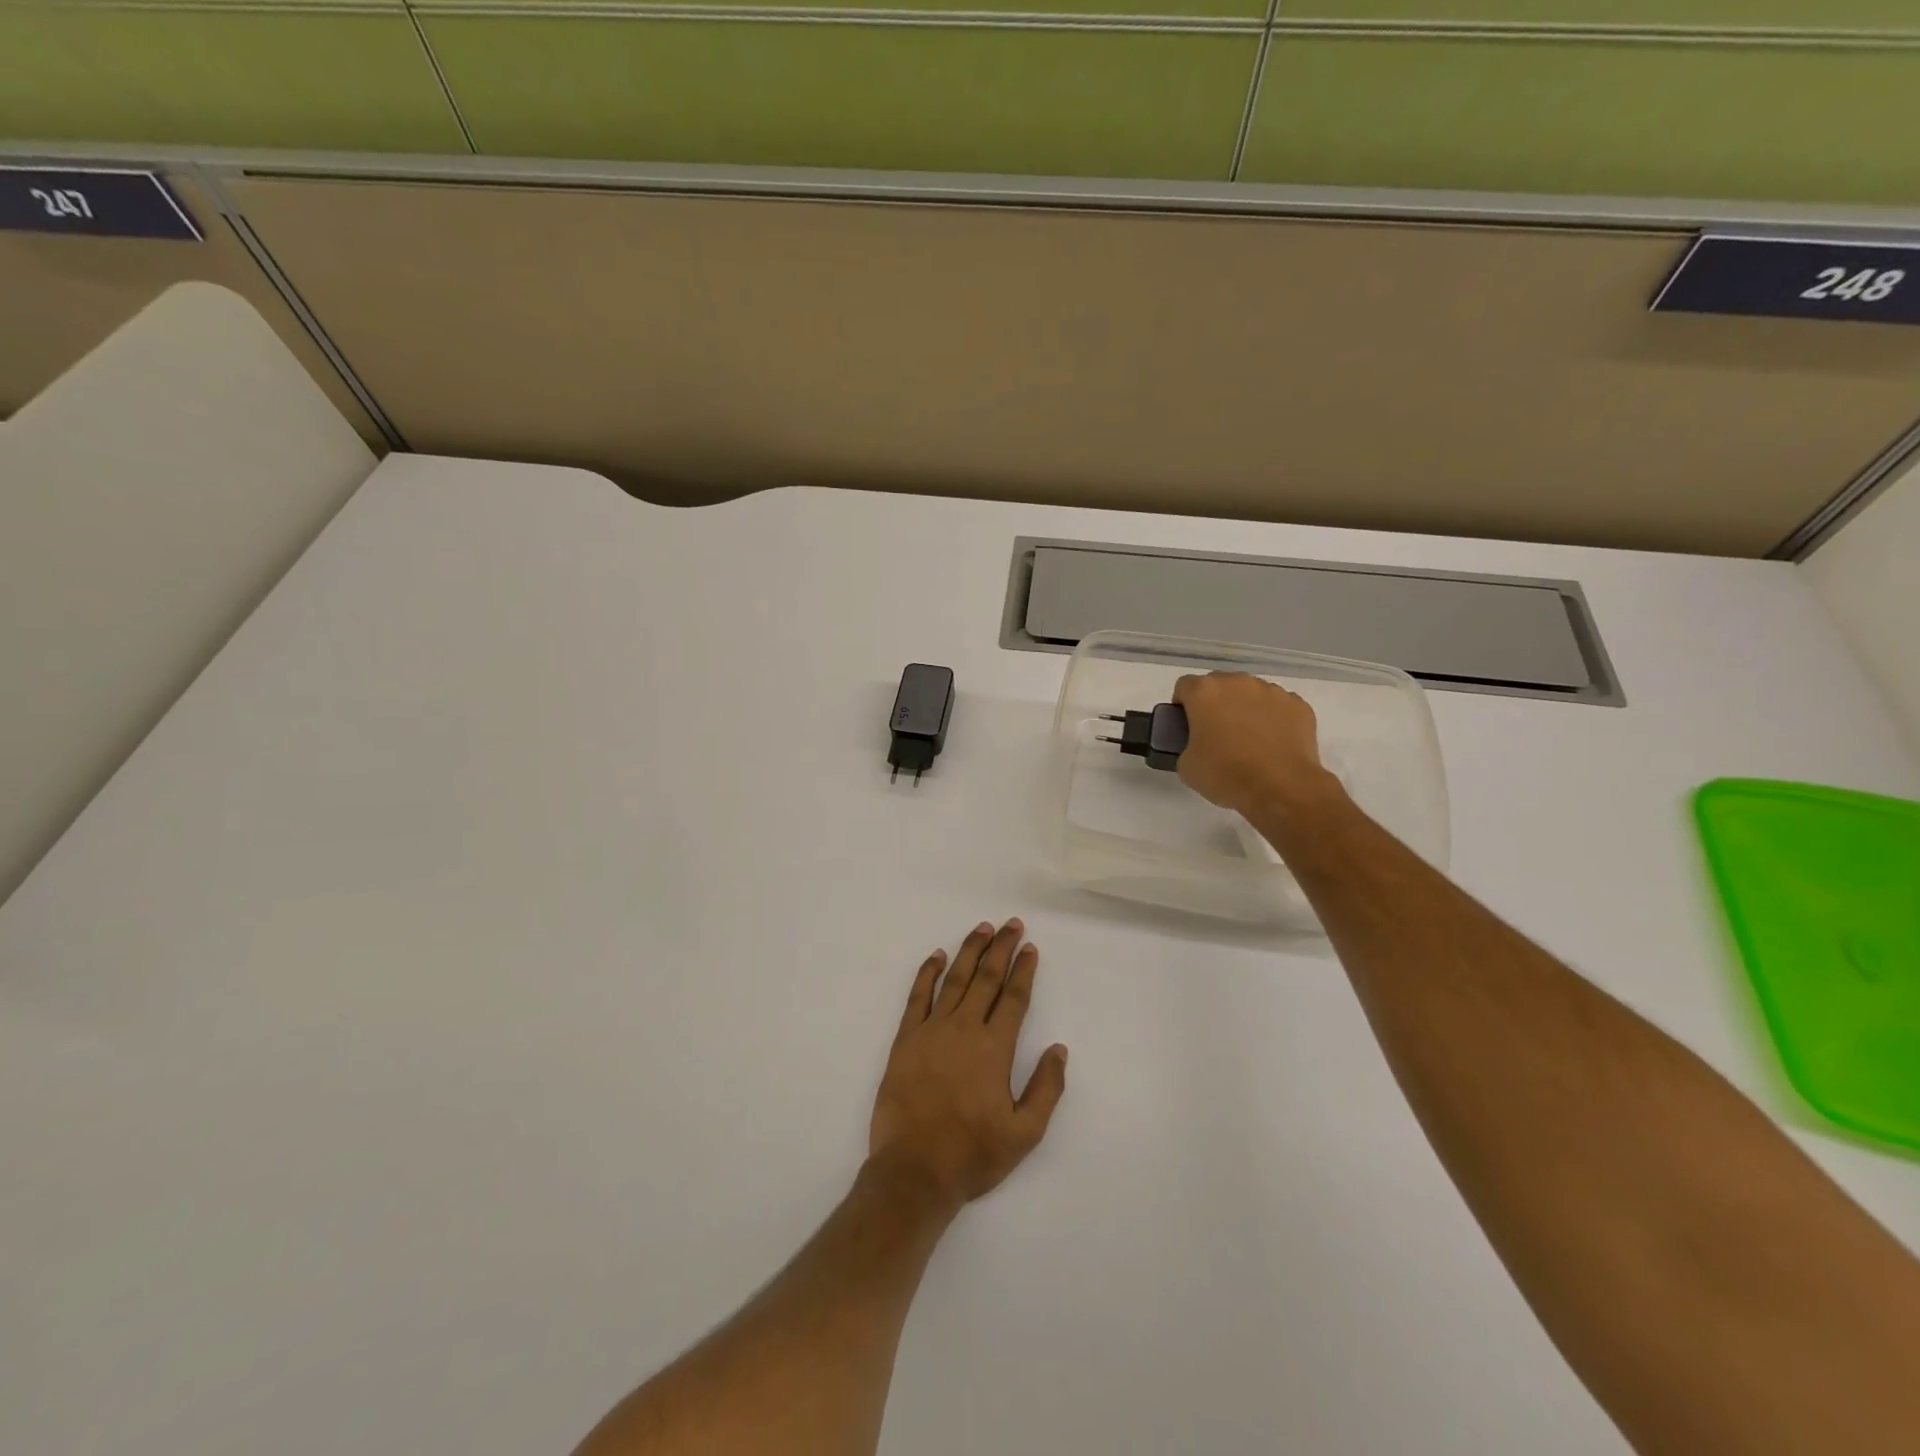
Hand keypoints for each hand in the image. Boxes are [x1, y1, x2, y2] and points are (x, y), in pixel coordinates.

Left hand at [869, 919, 1067, 1210]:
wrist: (914, 1171)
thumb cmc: (973, 1154)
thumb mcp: (1024, 1133)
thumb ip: (1046, 1088)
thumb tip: (1059, 1049)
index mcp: (995, 1048)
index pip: (1014, 997)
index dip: (1024, 970)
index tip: (1030, 947)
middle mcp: (965, 1029)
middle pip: (987, 978)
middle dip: (1001, 948)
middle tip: (1012, 924)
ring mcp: (932, 1030)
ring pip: (955, 979)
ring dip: (970, 951)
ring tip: (982, 929)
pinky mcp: (905, 1039)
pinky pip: (918, 996)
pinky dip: (927, 972)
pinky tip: (937, 956)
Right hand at [1173, 672, 1338, 816]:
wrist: (1281, 788)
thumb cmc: (1225, 774)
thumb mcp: (1186, 766)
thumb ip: (1186, 744)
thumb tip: (1198, 745)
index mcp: (1205, 692)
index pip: (1185, 686)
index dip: (1183, 706)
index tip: (1187, 727)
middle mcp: (1238, 682)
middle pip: (1219, 685)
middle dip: (1215, 704)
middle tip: (1216, 734)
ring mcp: (1272, 691)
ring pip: (1251, 693)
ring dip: (1245, 708)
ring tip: (1249, 740)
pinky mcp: (1298, 705)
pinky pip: (1278, 706)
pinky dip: (1273, 719)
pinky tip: (1273, 744)